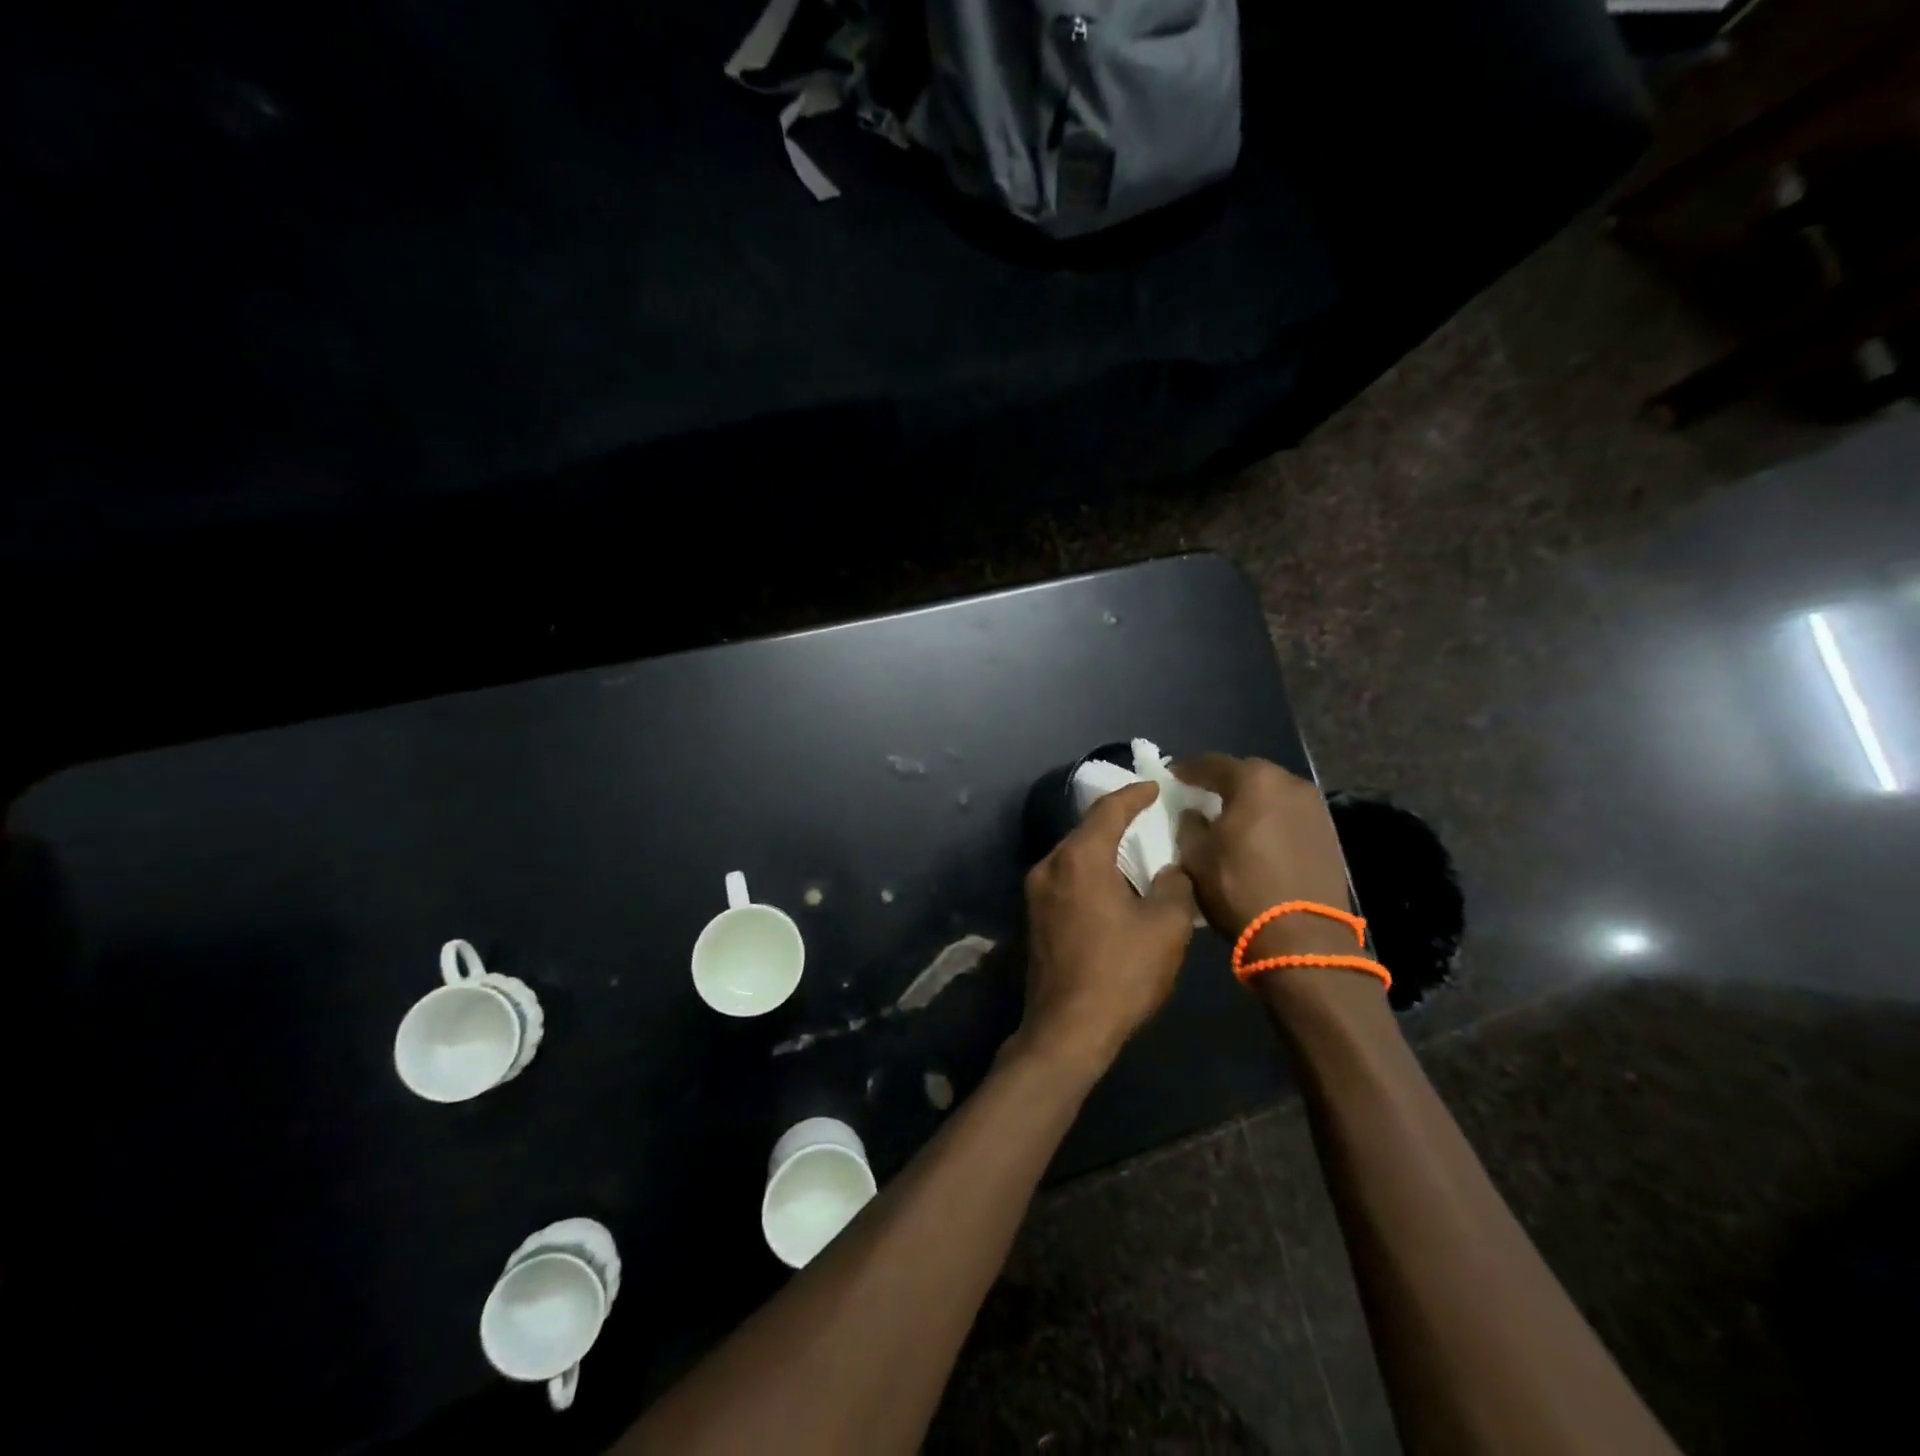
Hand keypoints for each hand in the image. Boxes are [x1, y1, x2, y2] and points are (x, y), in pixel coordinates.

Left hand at [1017, 781, 1197, 1079]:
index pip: (1108, 810)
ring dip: (1104, 849)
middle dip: (1118, 820)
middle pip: (1086, 830)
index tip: (1155, 786)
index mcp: (1079, 858)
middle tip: (1150, 816)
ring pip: (1074, 855)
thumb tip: (1170, 870)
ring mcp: (1036, 891)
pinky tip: (1114, 884)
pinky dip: (1091, 871)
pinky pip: (1067, 878)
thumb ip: (1175, 885)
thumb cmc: (1121, 973)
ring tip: (1137, 849)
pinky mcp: (1034, 916)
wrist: (1067, 1029)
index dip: (1134, 795)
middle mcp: (1049, 865)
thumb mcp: (1165, 927)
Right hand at [1173, 755, 1353, 956]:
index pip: (1212, 763)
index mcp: (1255, 781)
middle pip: (1248, 774)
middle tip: (1201, 795)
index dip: (1188, 770)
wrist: (1303, 936)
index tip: (1172, 776)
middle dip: (1223, 782)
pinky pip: (1290, 816)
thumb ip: (1190, 826)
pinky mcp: (1328, 835)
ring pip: (1273, 795)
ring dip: (1250, 802)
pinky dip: (1271, 820)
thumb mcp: (1196, 857)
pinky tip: (1258, 838)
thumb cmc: (1239, 888)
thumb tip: (1194, 814)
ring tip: (1231, 818)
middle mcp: (1290, 784)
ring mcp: (1315, 809)